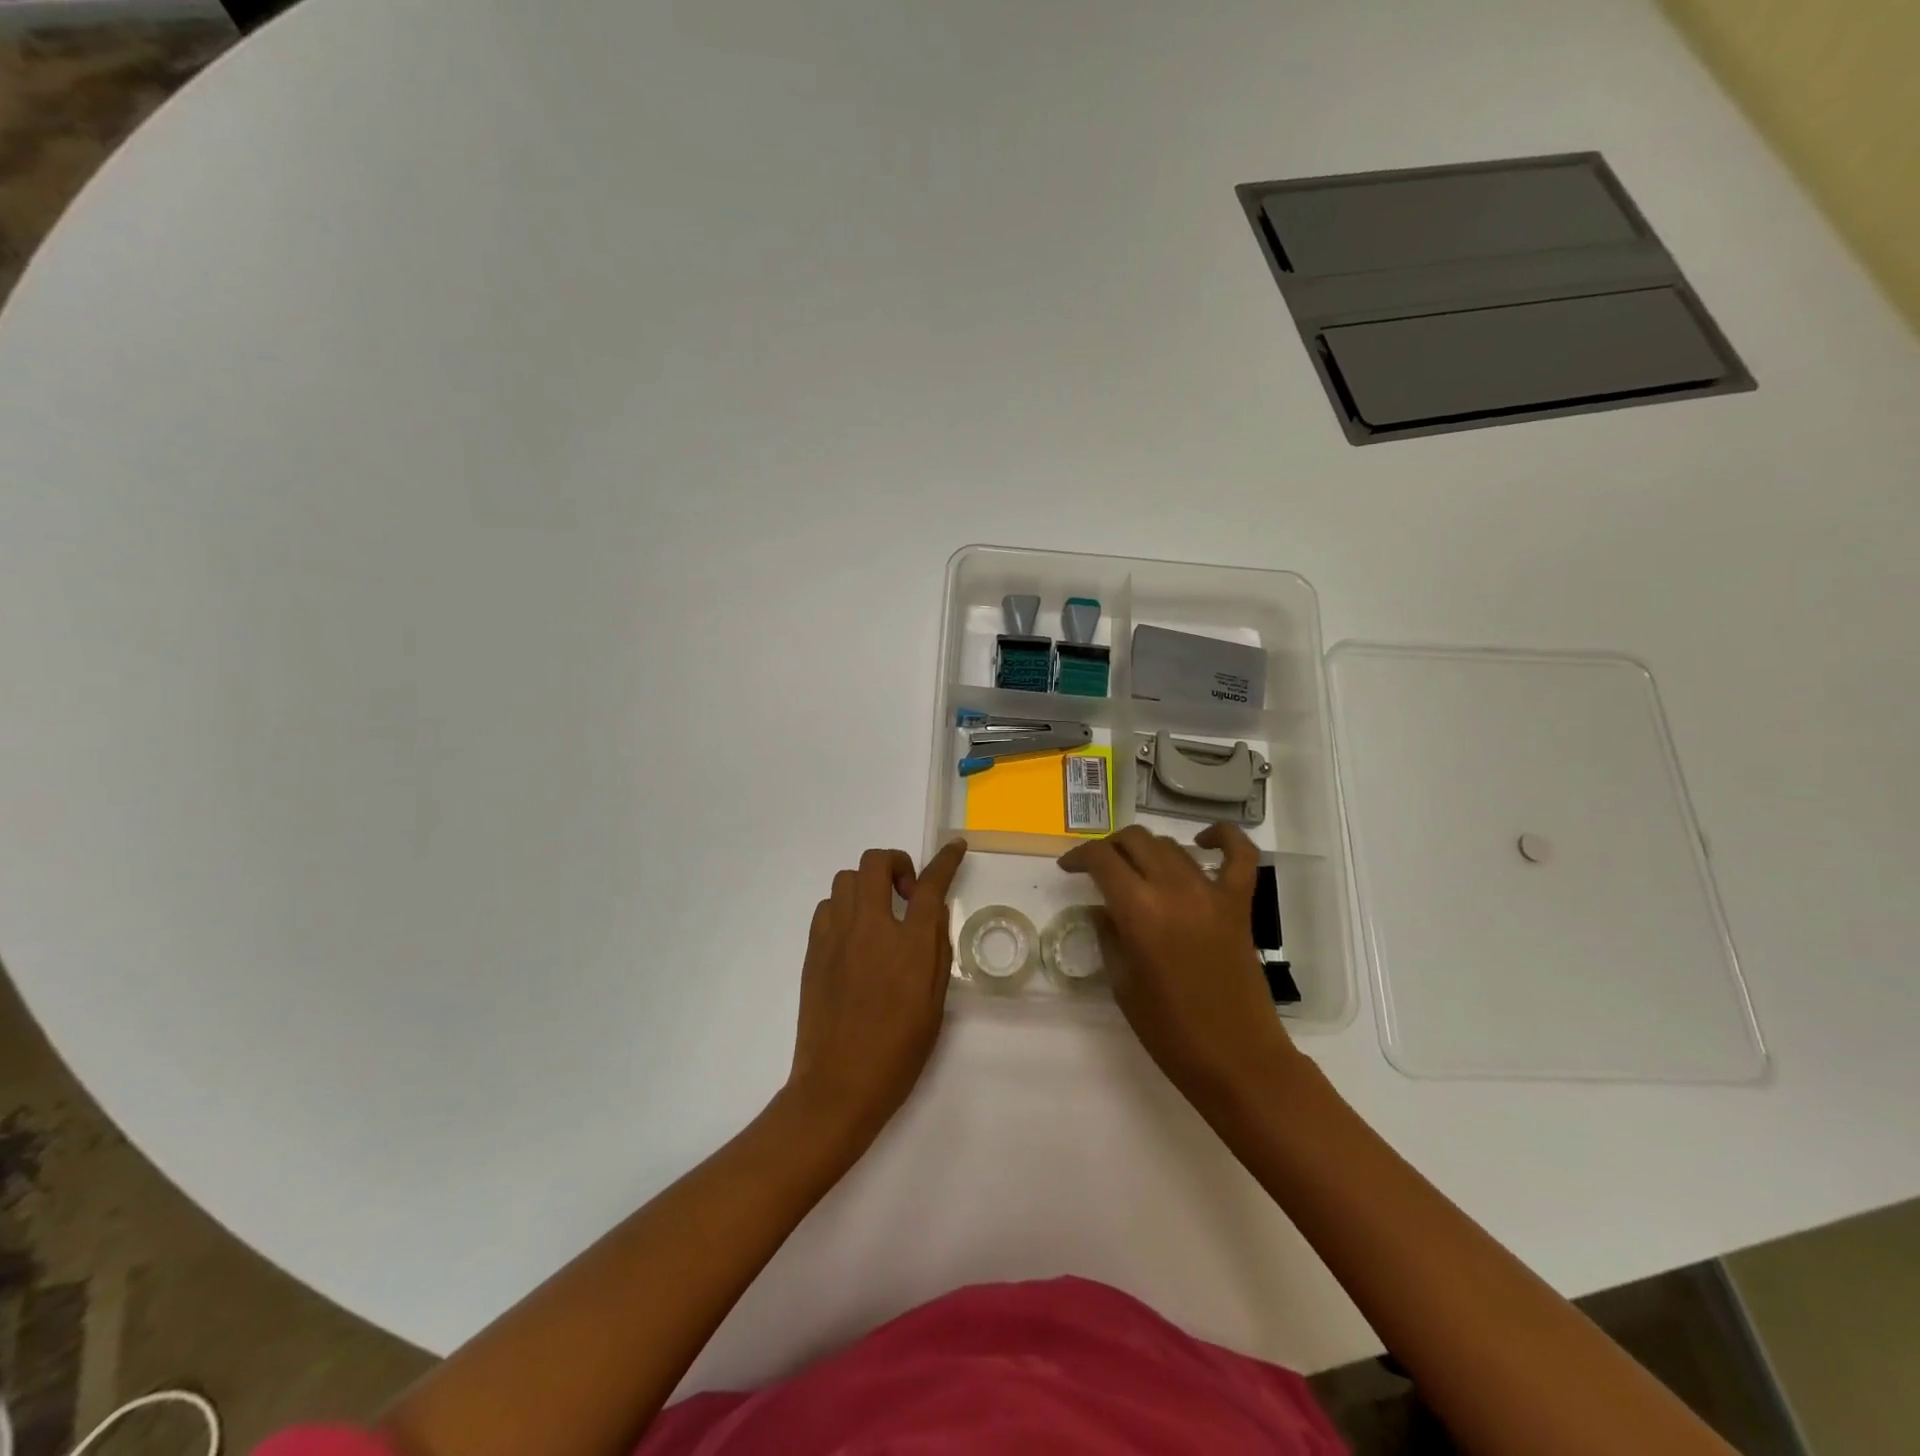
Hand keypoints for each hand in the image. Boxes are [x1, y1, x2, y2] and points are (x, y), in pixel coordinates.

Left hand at [783, 840, 967, 1149]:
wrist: (838, 1086)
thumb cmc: (897, 1052)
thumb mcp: (934, 1004)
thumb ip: (936, 951)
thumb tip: (932, 914)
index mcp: (909, 945)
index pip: (930, 885)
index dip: (945, 860)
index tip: (954, 846)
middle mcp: (871, 928)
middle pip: (876, 862)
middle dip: (896, 863)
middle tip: (906, 893)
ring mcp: (836, 936)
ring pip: (847, 879)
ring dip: (868, 885)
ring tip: (879, 915)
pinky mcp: (814, 950)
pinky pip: (828, 906)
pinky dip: (845, 907)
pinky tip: (853, 936)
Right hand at [1058, 823, 1298, 1115]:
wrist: (1237, 1059)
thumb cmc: (1170, 1031)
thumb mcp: (1122, 984)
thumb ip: (1108, 936)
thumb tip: (1102, 908)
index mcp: (1139, 911)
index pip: (1102, 859)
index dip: (1079, 857)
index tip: (1068, 868)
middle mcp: (1174, 889)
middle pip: (1135, 840)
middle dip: (1110, 848)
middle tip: (1099, 868)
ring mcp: (1211, 892)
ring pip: (1172, 845)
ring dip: (1148, 850)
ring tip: (1136, 869)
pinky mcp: (1240, 903)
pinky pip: (1239, 854)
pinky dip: (1223, 838)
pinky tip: (1203, 842)